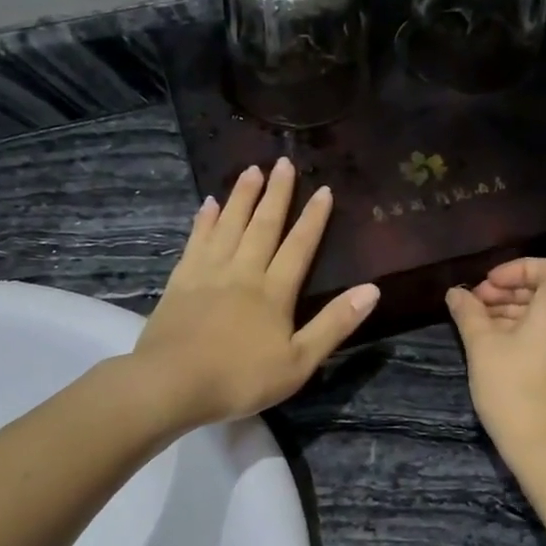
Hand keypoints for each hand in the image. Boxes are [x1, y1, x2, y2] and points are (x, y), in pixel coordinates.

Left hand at [131, 158, 379, 429]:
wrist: (172, 383)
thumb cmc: (241, 378)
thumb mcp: (299, 362)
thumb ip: (334, 324)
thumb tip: (372, 290)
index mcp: (274, 292)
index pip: (299, 247)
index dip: (313, 219)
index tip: (323, 190)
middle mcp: (243, 272)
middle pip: (263, 226)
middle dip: (276, 194)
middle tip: (283, 162)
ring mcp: (209, 273)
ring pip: (229, 225)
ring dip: (242, 196)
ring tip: (251, 170)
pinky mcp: (181, 281)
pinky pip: (196, 241)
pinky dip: (205, 220)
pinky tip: (209, 204)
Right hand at [446, 258, 545, 464]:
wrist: (542, 443)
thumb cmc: (512, 386)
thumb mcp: (482, 345)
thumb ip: (468, 313)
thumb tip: (455, 293)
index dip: (517, 268)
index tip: (487, 284)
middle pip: (543, 289)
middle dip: (507, 289)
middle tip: (474, 302)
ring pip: (541, 312)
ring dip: (509, 309)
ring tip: (475, 322)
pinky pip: (543, 332)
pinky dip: (518, 328)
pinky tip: (490, 342)